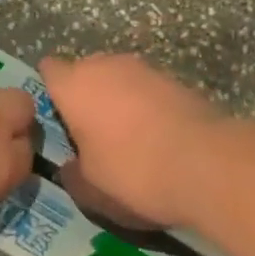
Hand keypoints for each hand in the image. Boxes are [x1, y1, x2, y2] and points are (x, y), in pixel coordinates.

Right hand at [39, 53, 233, 230]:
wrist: (205, 163)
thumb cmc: (132, 173)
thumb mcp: (90, 190)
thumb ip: (72, 174)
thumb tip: (71, 166)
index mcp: (75, 85)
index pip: (49, 70)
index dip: (50, 90)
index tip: (55, 117)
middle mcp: (106, 65)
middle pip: (85, 71)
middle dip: (85, 95)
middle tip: (89, 134)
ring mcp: (144, 68)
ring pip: (118, 78)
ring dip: (117, 99)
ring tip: (125, 137)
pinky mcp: (175, 79)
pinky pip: (147, 89)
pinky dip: (146, 106)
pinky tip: (155, 137)